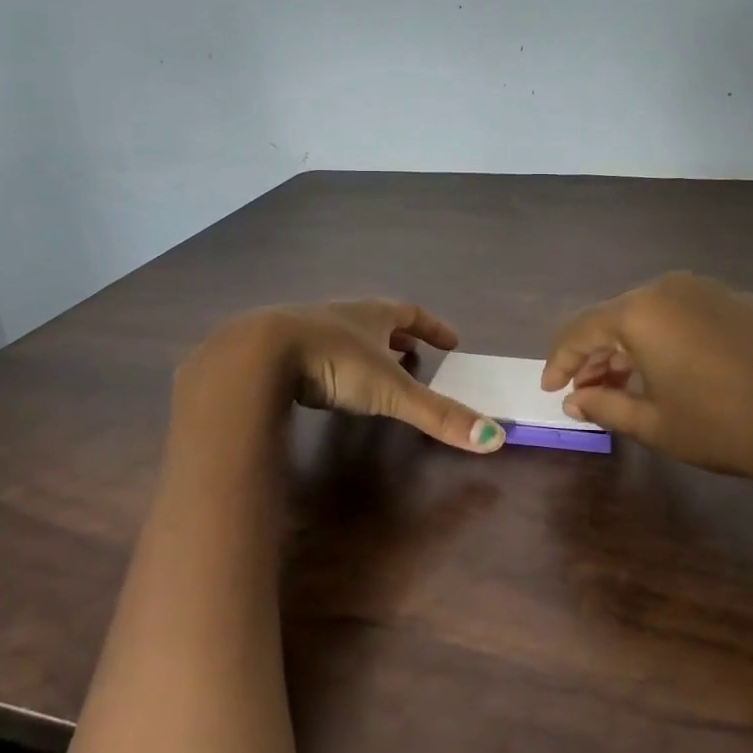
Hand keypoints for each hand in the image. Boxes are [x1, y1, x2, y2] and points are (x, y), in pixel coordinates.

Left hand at [181, 300, 506, 453]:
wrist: (258, 355)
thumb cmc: (333, 362)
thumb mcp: (390, 391)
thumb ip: (438, 415)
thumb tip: (495, 438)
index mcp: (372, 315)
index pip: (412, 314)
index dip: (434, 328)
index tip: (453, 341)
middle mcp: (342, 315)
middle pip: (378, 320)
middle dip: (400, 337)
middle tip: (416, 354)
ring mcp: (307, 328)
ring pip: (345, 333)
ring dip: (365, 348)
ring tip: (376, 369)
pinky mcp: (280, 348)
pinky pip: (315, 350)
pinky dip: (332, 362)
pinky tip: (326, 382)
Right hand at [541, 271, 752, 483]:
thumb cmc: (729, 425)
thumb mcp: (657, 425)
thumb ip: (606, 405)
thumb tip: (574, 398)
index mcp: (640, 313)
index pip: (580, 331)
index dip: (560, 362)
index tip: (551, 390)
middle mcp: (668, 288)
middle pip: (615, 319)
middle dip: (596, 357)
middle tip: (586, 393)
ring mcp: (708, 290)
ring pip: (651, 316)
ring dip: (631, 349)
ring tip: (627, 387)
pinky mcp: (740, 301)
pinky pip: (685, 316)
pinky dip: (666, 341)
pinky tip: (675, 373)